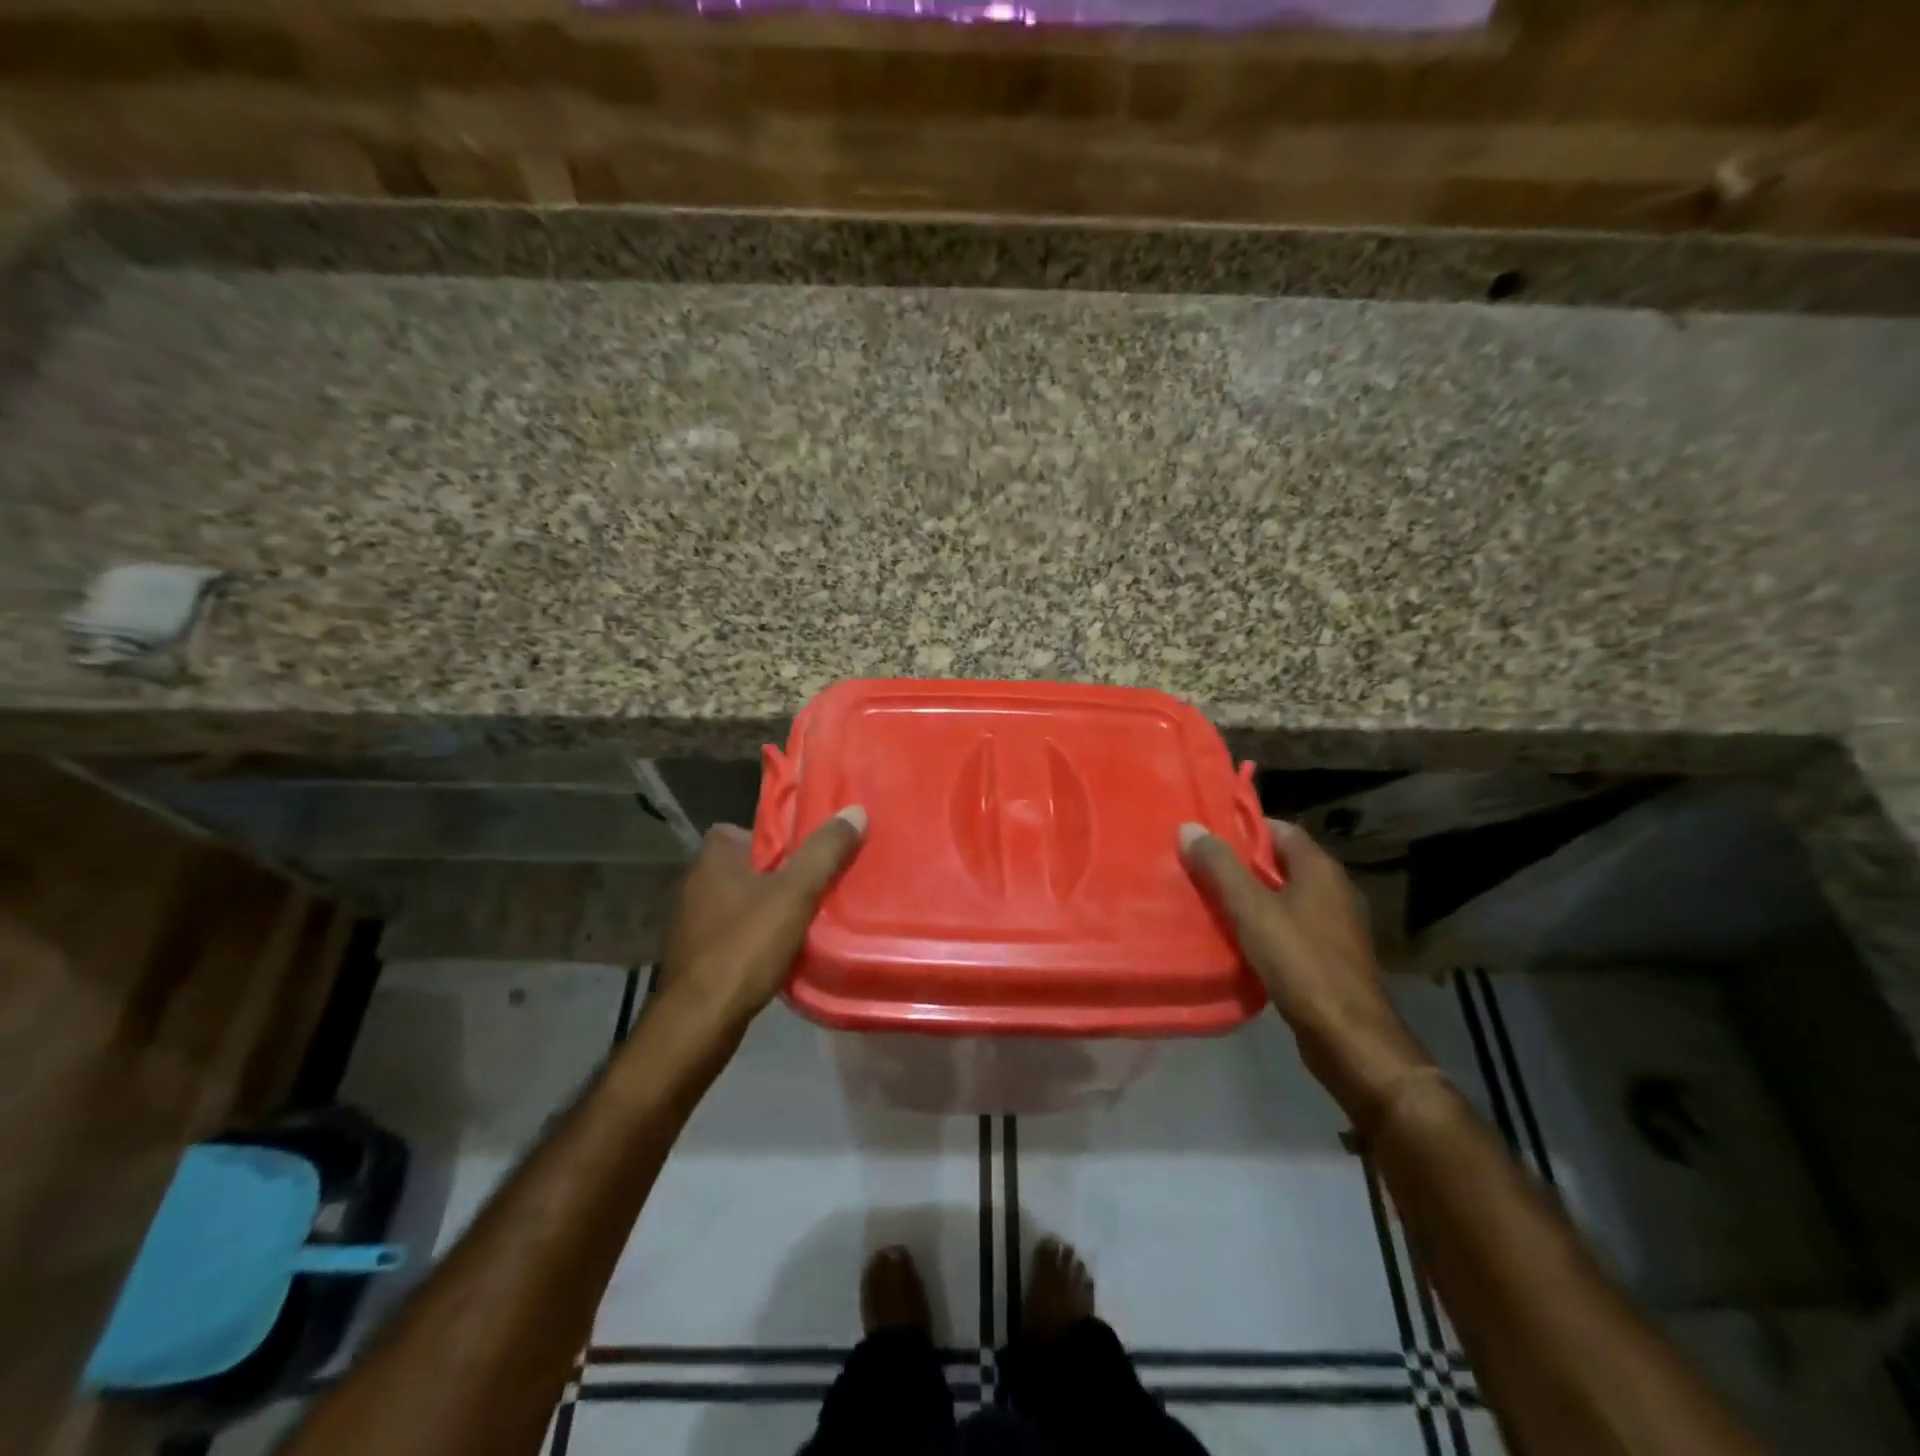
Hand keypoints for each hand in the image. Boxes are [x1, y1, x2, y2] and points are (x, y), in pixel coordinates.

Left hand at [655, 807, 866, 1032]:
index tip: (810, 856)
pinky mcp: (695, 954)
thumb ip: (825, 852)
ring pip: (743, 901)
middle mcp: (696, 881)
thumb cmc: (745, 946)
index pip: (752, 829)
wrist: (698, 1021)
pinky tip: (780, 953)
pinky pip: (734, 932)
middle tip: (817, 888)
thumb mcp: (795, 893)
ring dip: (770, 909)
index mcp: (714, 857)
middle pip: (751, 866)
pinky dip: (756, 938)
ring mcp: (691, 920)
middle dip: (782, 876)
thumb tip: (855, 810)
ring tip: (806, 920)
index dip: (782, 840)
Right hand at [1180, 817, 1432, 1124]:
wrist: (1348, 1036)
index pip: (1280, 829)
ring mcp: (1334, 925)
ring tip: (1208, 900)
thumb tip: (1189, 827)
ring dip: (1250, 897)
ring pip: (1284, 897)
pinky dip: (1263, 925)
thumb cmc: (1300, 962)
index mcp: (1320, 870)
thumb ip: (1220, 867)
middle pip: (1280, 863)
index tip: (1206, 836)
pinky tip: (1236, 938)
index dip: (1243, 829)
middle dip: (1240, 864)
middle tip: (1198, 867)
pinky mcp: (1329, 955)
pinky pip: (1290, 926)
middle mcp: (1333, 890)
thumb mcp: (1251, 910)